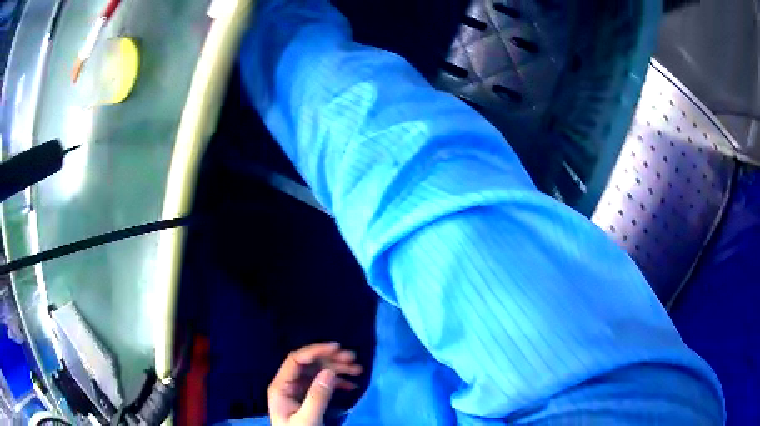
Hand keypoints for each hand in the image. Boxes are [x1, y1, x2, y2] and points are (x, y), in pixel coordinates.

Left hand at [268, 343, 362, 425]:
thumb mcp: (308, 419)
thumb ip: (317, 397)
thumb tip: (329, 372)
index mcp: (281, 386)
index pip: (296, 360)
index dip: (315, 350)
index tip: (337, 348)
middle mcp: (288, 385)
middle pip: (309, 364)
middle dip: (331, 360)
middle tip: (354, 360)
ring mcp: (298, 391)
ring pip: (318, 372)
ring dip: (338, 369)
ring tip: (358, 370)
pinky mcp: (307, 398)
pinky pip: (323, 384)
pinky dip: (338, 382)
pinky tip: (352, 385)